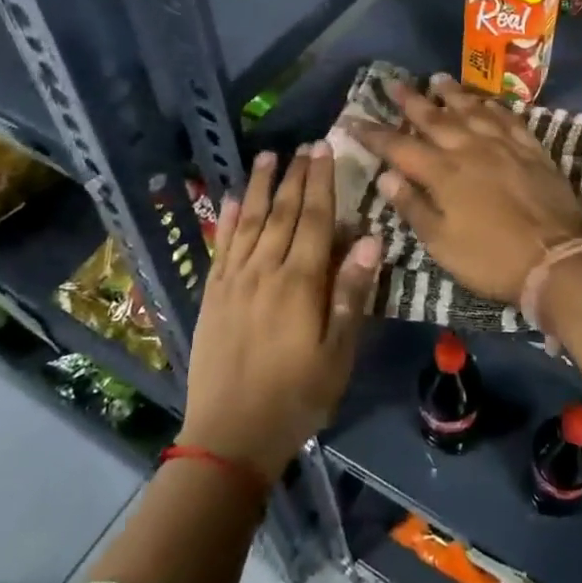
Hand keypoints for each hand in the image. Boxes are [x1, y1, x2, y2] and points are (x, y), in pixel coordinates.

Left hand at [179, 144, 381, 481]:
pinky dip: (227, 220)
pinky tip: (230, 200)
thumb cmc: (296, 397)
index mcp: (299, 283)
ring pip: (249, 222)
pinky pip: (221, 247)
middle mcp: (264, 271)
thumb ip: (351, 293)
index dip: (321, 182)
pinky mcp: (213, 296)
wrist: (228, 437)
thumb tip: (369, 239)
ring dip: (259, 186)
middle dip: (295, 176)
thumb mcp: (338, 353)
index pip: (313, 219)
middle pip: (281, 213)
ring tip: (268, 156)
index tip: (325, 149)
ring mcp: (233, 282)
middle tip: (305, 145)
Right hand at [351, 76, 581, 310]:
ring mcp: (503, 145)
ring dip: (451, 93)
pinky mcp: (532, 148)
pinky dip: (492, 105)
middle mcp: (470, 149)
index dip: (374, 133)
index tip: (353, 118)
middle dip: (409, 100)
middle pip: (434, 118)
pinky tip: (485, 100)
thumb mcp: (442, 244)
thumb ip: (413, 207)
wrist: (556, 258)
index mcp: (443, 174)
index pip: (399, 147)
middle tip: (392, 81)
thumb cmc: (491, 259)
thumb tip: (386, 175)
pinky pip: (508, 117)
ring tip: (436, 78)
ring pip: (472, 109)